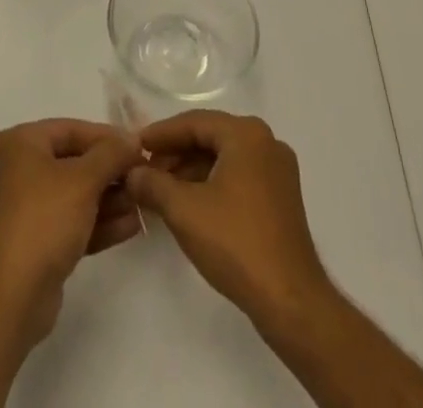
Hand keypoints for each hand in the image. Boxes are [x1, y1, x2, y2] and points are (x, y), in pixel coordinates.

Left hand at [0, 119, 142, 348]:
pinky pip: (70, 222)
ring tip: (142, 204)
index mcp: (20, 144)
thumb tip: (132, 138)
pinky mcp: (34, 242)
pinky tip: (130, 226)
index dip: (107, 137)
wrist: (12, 298)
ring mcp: (24, 208)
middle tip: (142, 178)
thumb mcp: (83, 180)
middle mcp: (18, 169)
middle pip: (73, 162)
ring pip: (74, 195)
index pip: (71, 129)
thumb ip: (111, 154)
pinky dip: (97, 222)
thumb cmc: (44, 221)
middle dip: (110, 172)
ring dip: (109, 199)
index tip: (139, 147)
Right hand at [125, 111, 332, 328]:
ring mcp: (278, 171)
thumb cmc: (235, 243)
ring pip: (224, 159)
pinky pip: (239, 177)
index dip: (161, 134)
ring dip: (192, 170)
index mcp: (246, 134)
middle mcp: (266, 142)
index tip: (134, 145)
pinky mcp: (281, 198)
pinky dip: (212, 184)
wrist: (290, 301)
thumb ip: (153, 184)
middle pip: (210, 138)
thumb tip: (132, 173)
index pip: (194, 122)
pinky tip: (190, 204)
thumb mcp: (184, 210)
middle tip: (145, 170)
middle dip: (176, 154)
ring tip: (162, 190)